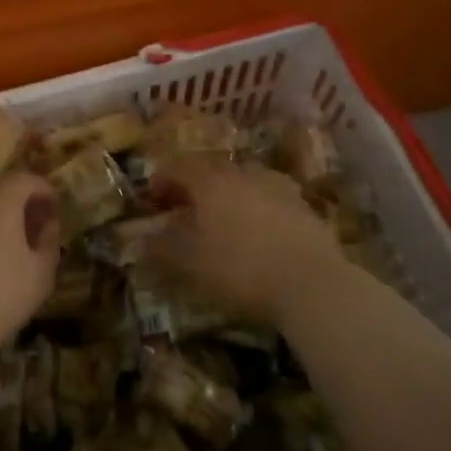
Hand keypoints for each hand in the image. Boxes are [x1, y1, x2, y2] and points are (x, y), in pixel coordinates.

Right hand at [149, 159, 357, 325]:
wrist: (311, 283)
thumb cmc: (239, 268)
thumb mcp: (188, 264)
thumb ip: (160, 249)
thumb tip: (139, 240)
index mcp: (210, 180)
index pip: (177, 167)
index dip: (161, 181)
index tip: (151, 200)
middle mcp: (242, 173)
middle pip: (211, 170)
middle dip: (194, 186)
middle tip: (183, 209)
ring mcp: (277, 186)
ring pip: (243, 182)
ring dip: (227, 196)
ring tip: (221, 220)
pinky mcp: (304, 206)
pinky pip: (269, 199)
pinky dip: (256, 209)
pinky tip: (256, 232)